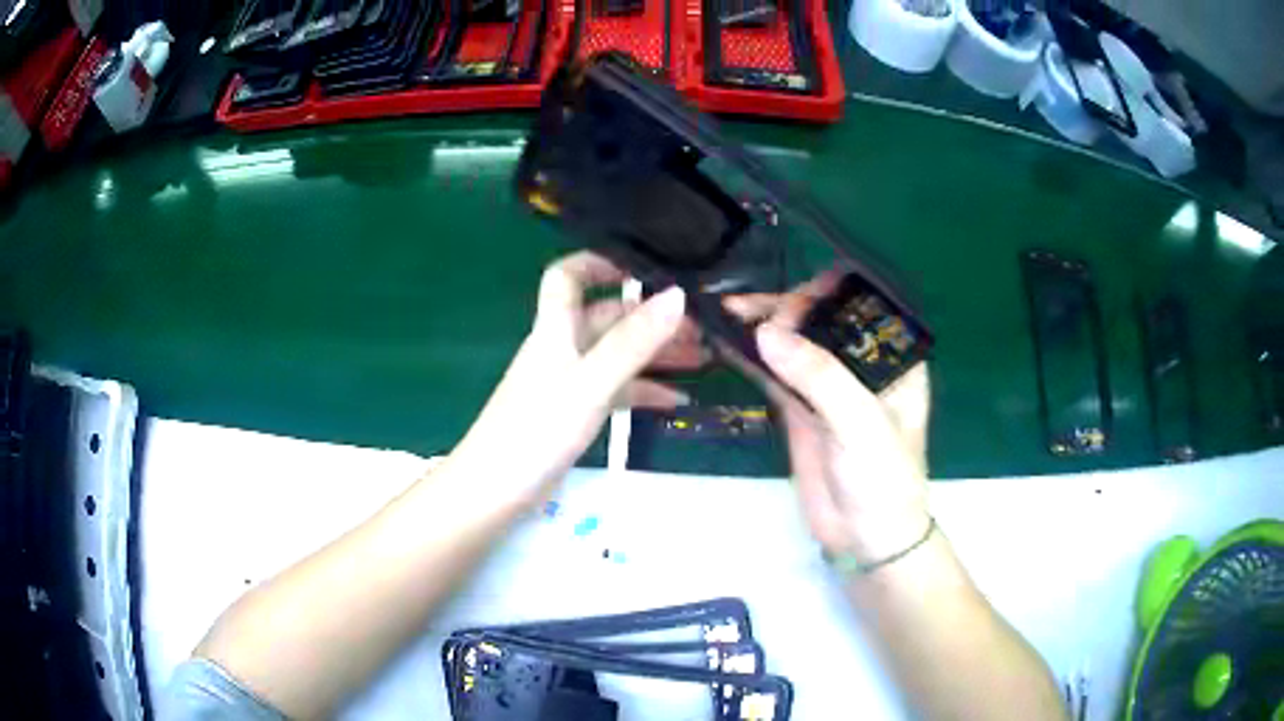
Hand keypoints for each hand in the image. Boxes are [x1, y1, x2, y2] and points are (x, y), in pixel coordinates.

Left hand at [448, 252, 698, 507]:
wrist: (495, 491)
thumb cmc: (537, 430)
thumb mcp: (590, 383)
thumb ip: (632, 341)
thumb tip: (677, 295)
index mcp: (556, 328)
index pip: (567, 276)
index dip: (599, 262)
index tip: (645, 264)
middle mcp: (562, 347)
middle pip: (608, 317)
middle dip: (651, 316)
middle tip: (702, 324)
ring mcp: (569, 382)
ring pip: (617, 355)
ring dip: (656, 353)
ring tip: (705, 356)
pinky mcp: (575, 413)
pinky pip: (616, 391)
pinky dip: (645, 391)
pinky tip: (678, 400)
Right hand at [727, 276, 931, 562]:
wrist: (867, 538)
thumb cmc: (883, 478)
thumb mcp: (861, 425)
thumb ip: (819, 377)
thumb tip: (764, 332)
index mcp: (890, 358)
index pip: (859, 304)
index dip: (823, 294)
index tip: (790, 306)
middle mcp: (860, 364)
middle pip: (820, 319)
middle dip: (784, 307)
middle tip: (747, 312)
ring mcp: (829, 387)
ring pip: (794, 343)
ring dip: (762, 327)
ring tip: (724, 311)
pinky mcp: (802, 410)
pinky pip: (775, 374)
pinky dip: (752, 357)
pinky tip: (726, 341)